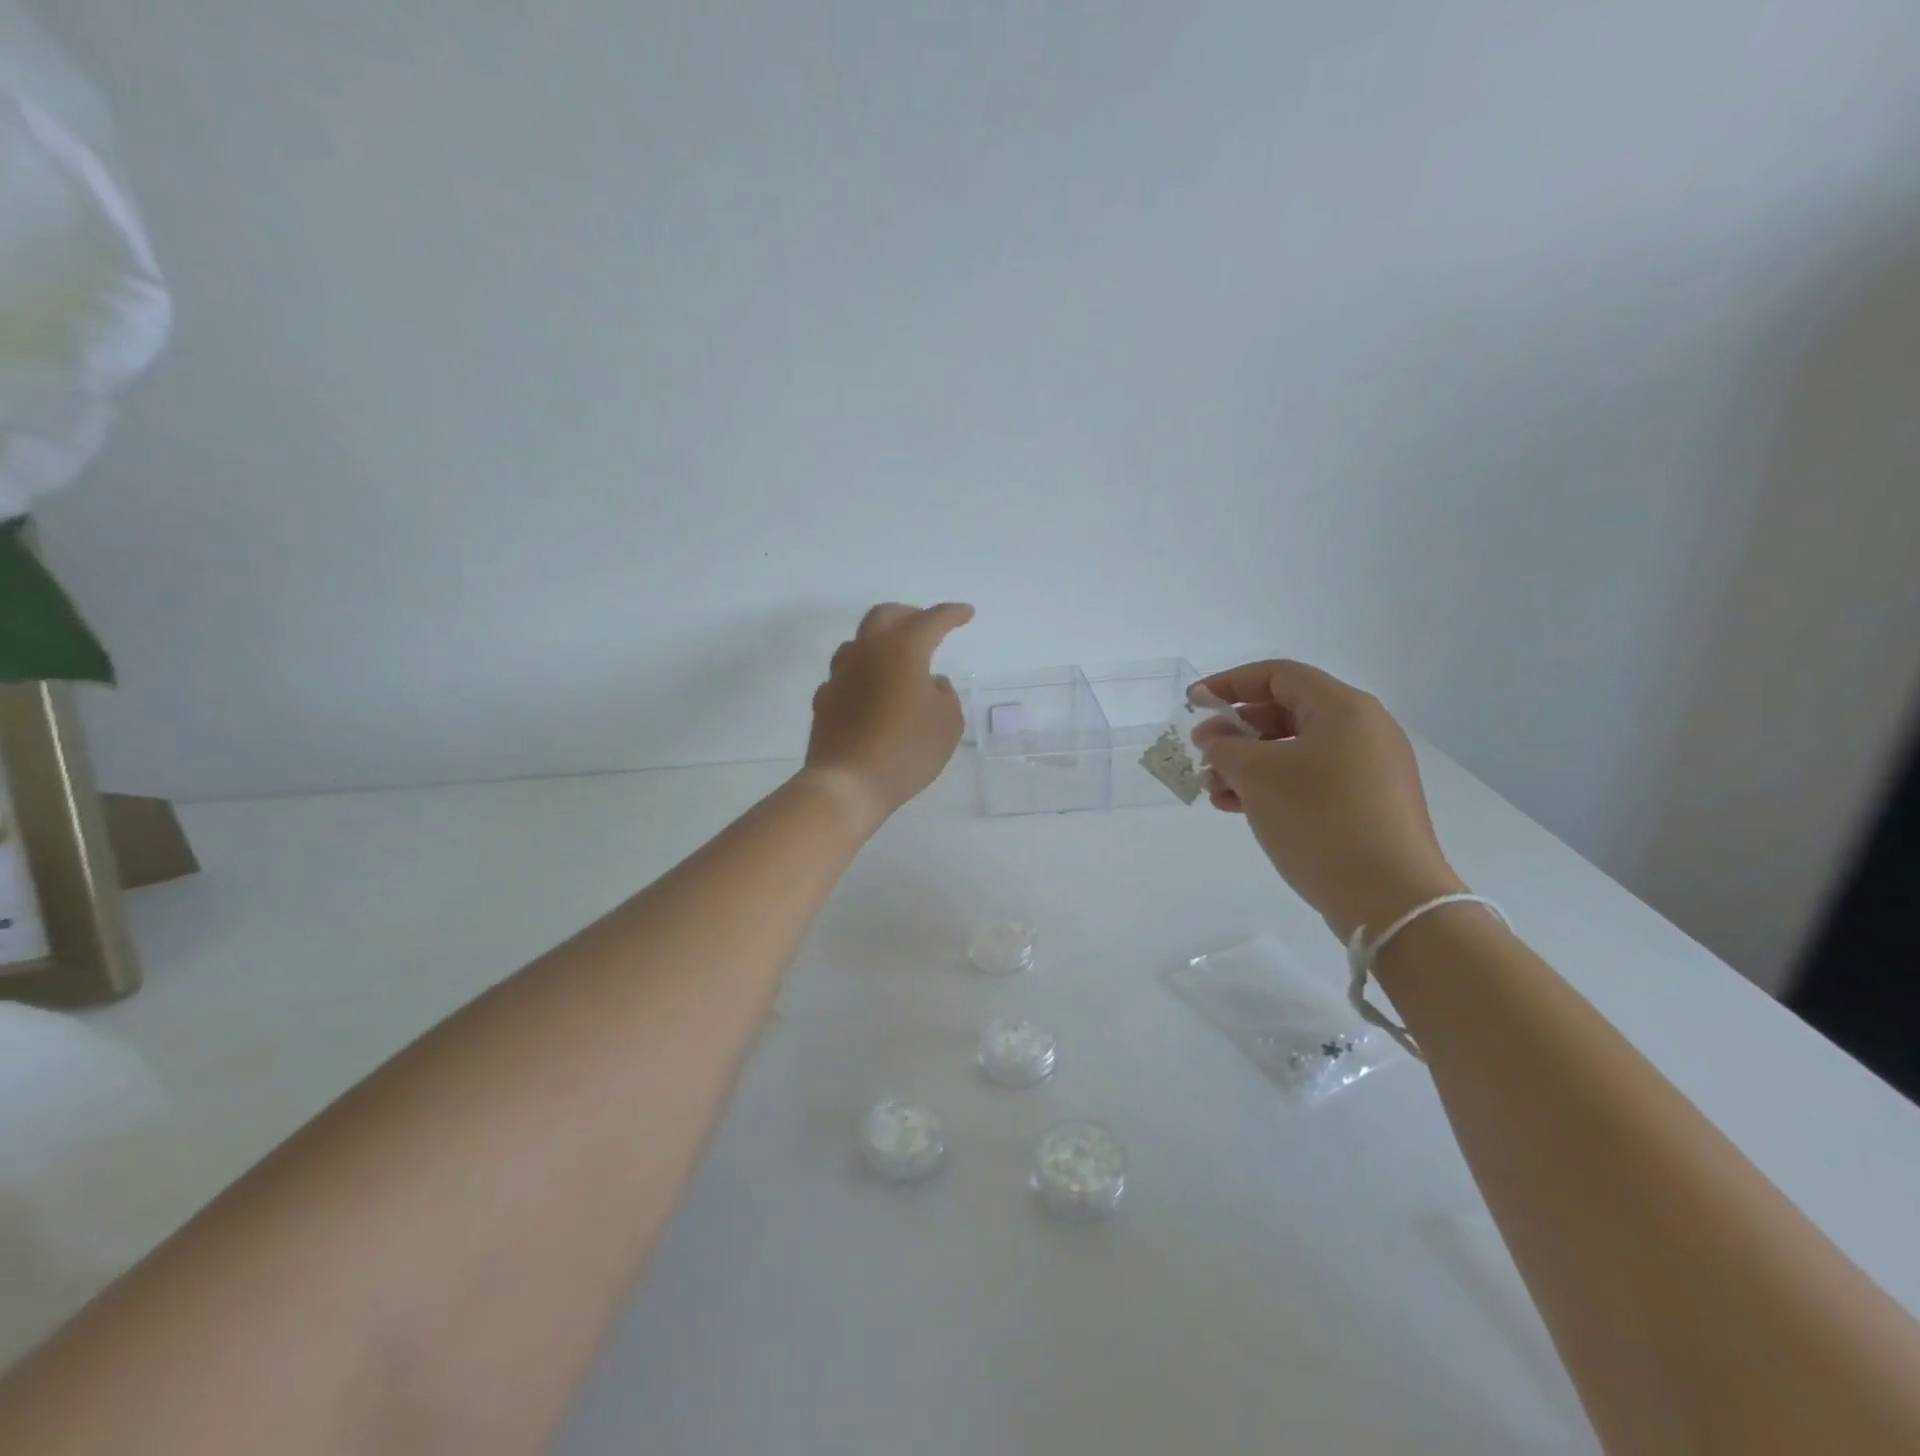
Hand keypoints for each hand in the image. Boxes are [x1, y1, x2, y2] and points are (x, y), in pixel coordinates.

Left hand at [803, 602, 974, 829]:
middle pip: (885, 616)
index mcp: (903, 650)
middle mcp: (867, 652)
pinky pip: (845, 674)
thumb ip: (945, 695)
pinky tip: (871, 690)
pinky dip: (863, 673)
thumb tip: (931, 682)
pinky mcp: (825, 699)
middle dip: (909, 614)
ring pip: (859, 642)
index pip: (931, 620)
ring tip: (896, 658)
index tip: (966, 613)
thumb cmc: (906, 750)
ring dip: (880, 641)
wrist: (848, 783)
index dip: (952, 614)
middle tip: (926, 624)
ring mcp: (840, 674)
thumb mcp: (947, 724)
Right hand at [1192, 660, 1463, 941]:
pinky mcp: (1368, 804)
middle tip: (1202, 754)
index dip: (1228, 684)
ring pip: (1294, 750)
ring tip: (1213, 790)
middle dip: (1236, 731)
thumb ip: (1225, 746)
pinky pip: (1310, 779)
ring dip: (1247, 764)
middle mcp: (1362, 729)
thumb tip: (1215, 738)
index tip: (1191, 704)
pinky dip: (1272, 785)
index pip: (1276, 675)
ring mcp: (1369, 769)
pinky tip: (1238, 807)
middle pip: (1285, 712)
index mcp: (1343, 708)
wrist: (1389, 898)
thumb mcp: (1257, 775)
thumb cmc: (1319, 819)